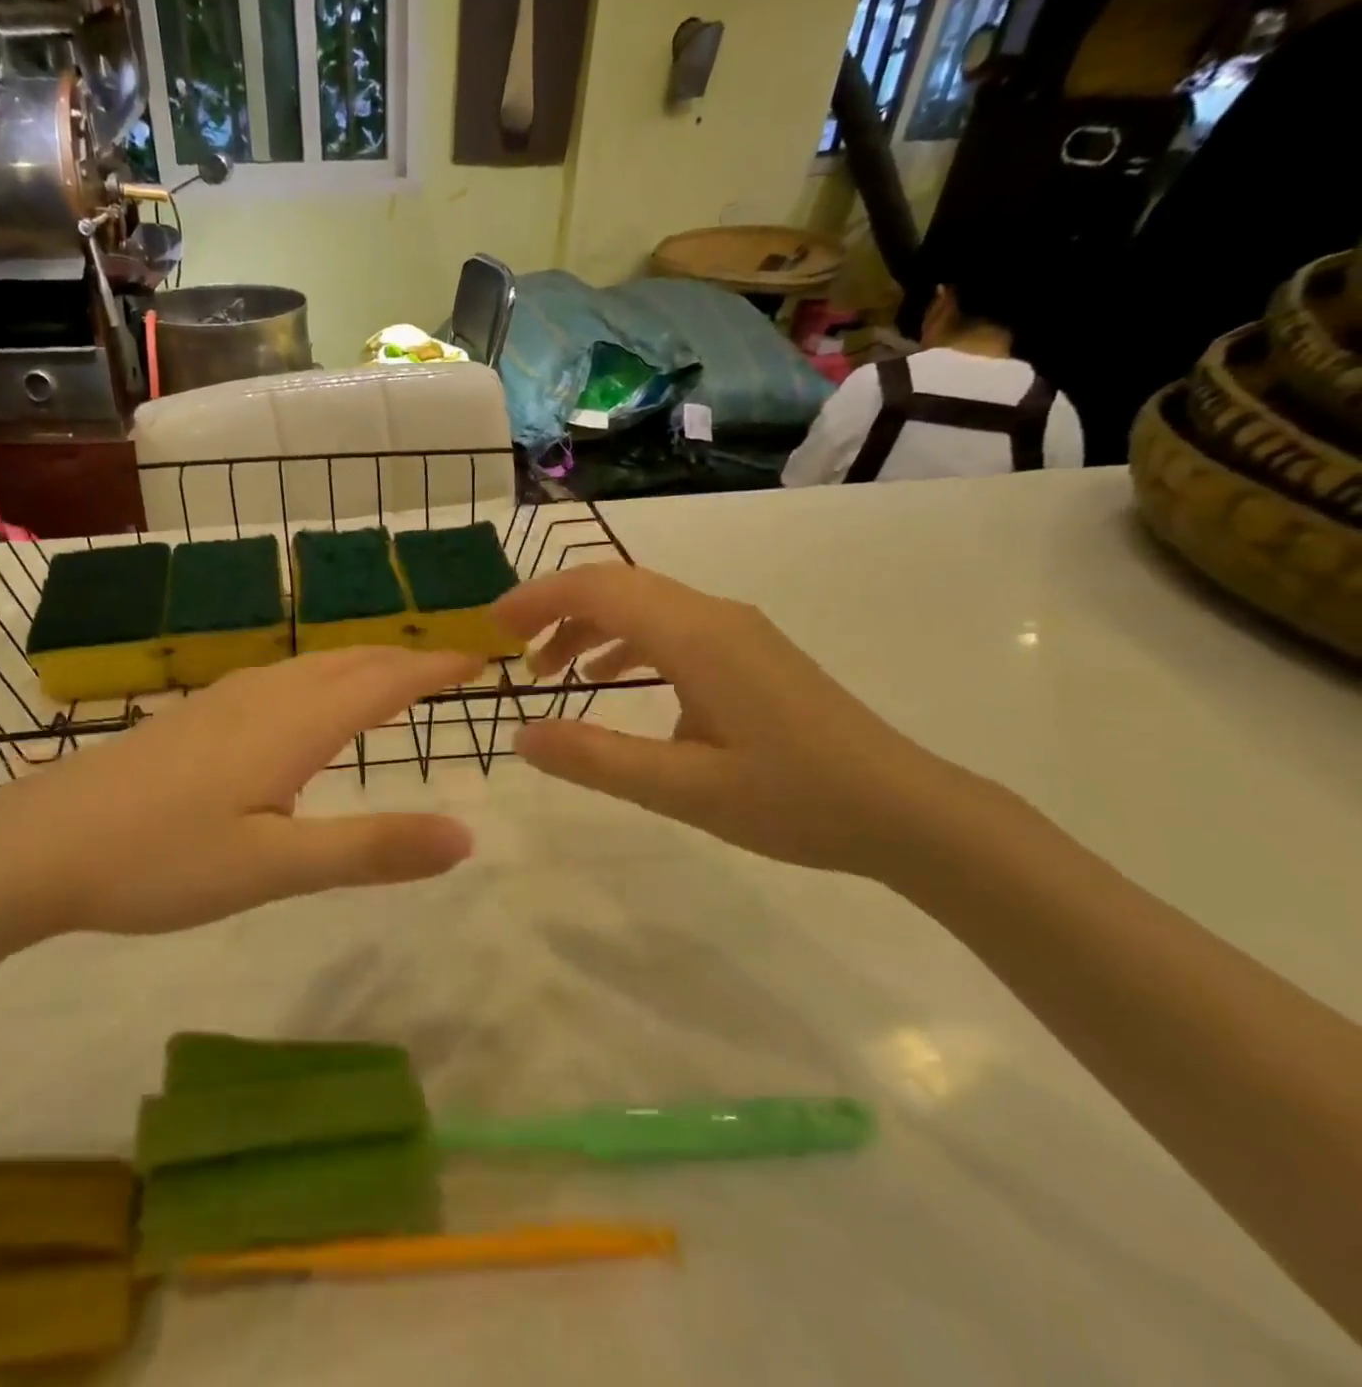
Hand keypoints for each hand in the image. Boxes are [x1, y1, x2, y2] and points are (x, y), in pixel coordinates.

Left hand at [0, 648, 480, 939]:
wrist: (36, 846)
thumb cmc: (160, 859)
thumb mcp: (274, 868)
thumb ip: (371, 850)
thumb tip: (466, 837)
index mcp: (293, 725)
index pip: (383, 681)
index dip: (435, 667)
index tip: (480, 658)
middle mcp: (263, 697)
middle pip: (349, 661)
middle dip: (405, 658)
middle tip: (447, 666)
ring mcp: (222, 702)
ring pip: (310, 665)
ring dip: (362, 664)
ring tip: (392, 678)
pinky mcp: (194, 718)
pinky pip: (279, 679)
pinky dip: (321, 677)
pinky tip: (306, 703)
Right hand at [493, 564, 979, 877]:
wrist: (906, 810)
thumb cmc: (795, 800)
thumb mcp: (683, 790)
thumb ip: (597, 759)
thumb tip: (521, 736)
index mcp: (697, 637)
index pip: (599, 588)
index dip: (537, 598)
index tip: (490, 627)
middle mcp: (715, 616)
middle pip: (617, 586)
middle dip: (554, 609)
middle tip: (509, 651)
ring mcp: (737, 631)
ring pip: (644, 605)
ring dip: (589, 627)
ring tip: (550, 673)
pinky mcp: (749, 652)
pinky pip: (671, 627)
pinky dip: (626, 643)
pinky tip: (611, 681)